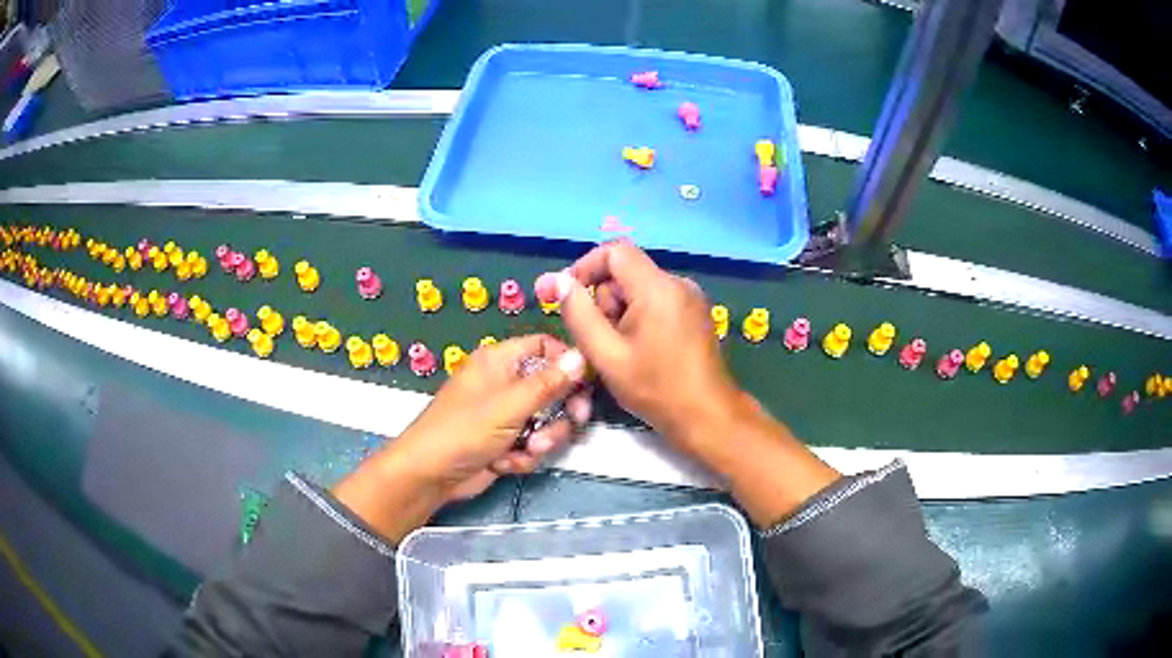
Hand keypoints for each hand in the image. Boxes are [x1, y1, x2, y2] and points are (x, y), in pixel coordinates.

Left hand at [333, 335, 589, 541]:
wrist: (430, 476)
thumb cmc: (464, 431)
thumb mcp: (510, 405)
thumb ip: (548, 383)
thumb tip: (581, 355)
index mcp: (500, 361)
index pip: (544, 346)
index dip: (567, 361)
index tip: (587, 382)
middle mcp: (505, 383)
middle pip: (553, 387)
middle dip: (561, 410)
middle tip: (574, 420)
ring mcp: (506, 415)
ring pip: (547, 420)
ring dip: (543, 439)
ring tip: (527, 451)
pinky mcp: (506, 442)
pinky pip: (533, 444)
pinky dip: (524, 457)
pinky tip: (505, 464)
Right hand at [538, 241, 746, 455]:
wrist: (707, 416)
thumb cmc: (655, 388)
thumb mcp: (606, 355)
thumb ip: (579, 314)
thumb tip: (558, 280)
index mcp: (657, 287)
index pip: (614, 251)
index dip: (584, 267)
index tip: (566, 295)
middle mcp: (678, 283)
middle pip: (626, 272)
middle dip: (604, 300)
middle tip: (598, 340)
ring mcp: (690, 297)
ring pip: (639, 289)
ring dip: (620, 313)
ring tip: (620, 352)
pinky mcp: (695, 313)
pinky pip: (656, 301)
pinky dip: (639, 319)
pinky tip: (640, 351)